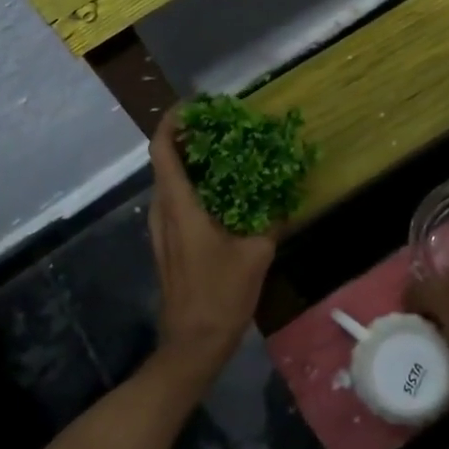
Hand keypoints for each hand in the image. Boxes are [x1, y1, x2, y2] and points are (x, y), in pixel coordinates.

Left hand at [147, 108, 276, 383]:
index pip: (163, 150)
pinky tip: (225, 191)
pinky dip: (195, 185)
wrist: (193, 343)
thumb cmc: (221, 296)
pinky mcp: (168, 242)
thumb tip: (287, 197)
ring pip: (170, 181)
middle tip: (223, 125)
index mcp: (179, 206)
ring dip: (193, 162)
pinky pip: (176, 200)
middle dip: (189, 137)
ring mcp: (161, 228)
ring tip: (228, 152)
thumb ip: (271, 221)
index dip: (173, 122)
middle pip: (165, 160)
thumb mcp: (256, 255)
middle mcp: (163, 210)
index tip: (195, 106)